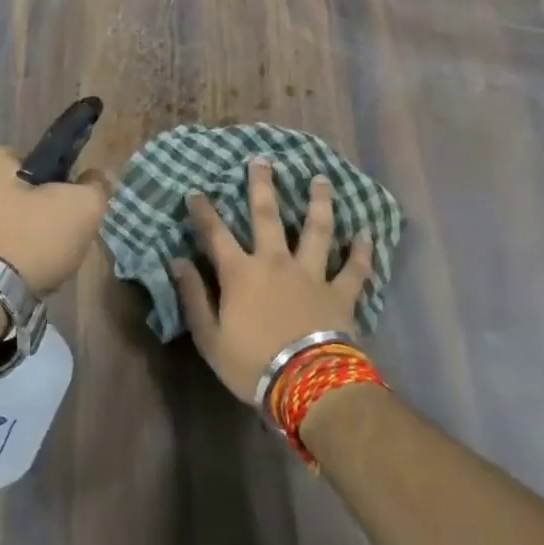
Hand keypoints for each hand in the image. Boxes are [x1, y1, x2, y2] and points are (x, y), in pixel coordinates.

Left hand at [0, 144, 108, 293]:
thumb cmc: (28, 240)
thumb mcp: (80, 208)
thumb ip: (96, 186)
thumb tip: (100, 175)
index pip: (37, 163)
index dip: (59, 187)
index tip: (68, 213)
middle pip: (17, 192)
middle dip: (36, 214)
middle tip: (55, 242)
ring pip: (0, 220)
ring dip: (17, 237)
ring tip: (35, 266)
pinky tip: (12, 277)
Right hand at [172, 158, 372, 402]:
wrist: (306, 385)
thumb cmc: (251, 364)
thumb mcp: (209, 338)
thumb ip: (193, 297)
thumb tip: (176, 262)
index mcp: (241, 273)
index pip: (216, 234)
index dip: (204, 211)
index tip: (196, 191)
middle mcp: (276, 262)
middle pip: (267, 216)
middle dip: (262, 186)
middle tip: (263, 160)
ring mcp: (312, 274)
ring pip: (317, 230)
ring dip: (319, 202)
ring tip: (321, 179)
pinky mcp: (341, 292)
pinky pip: (355, 268)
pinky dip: (362, 251)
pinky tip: (367, 234)